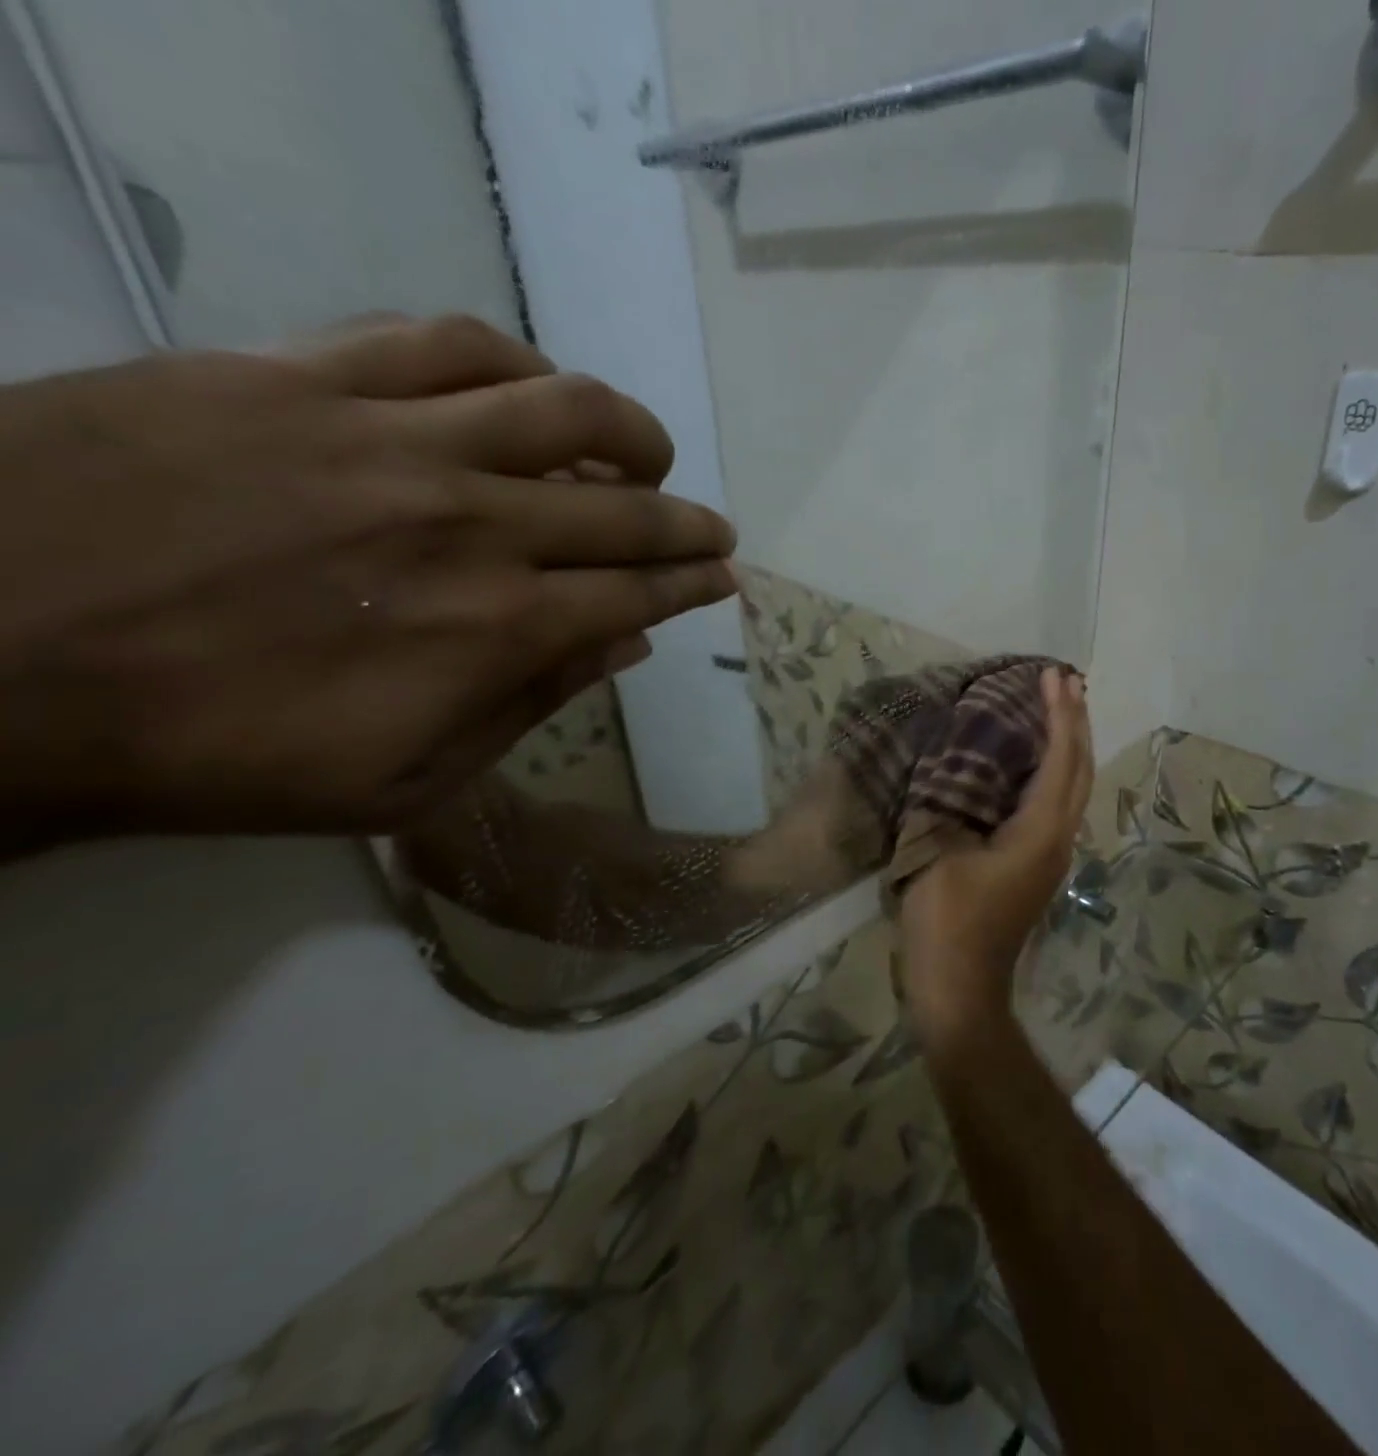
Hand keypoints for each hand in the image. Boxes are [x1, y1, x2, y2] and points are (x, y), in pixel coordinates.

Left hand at [0, 314, 736, 836]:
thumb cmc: (217, 752)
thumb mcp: (405, 779)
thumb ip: (530, 703)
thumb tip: (622, 646)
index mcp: (498, 627)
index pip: (639, 593)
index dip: (694, 584)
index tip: (723, 577)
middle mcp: (471, 523)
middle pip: (626, 509)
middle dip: (689, 523)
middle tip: (713, 530)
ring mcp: (387, 439)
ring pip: (560, 407)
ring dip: (630, 433)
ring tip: (646, 453)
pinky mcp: (297, 377)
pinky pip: (442, 343)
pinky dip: (514, 364)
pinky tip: (531, 389)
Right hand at [900, 668, 1092, 1043]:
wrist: (960, 990)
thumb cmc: (948, 922)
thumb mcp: (936, 854)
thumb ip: (945, 804)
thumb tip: (948, 768)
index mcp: (1040, 832)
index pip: (1061, 760)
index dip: (1060, 715)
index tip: (1055, 675)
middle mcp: (1057, 838)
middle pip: (1080, 770)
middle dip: (1075, 722)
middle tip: (1065, 682)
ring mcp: (1050, 855)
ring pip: (1071, 788)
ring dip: (1067, 745)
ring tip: (1055, 710)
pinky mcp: (1034, 866)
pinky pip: (1053, 804)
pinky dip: (1050, 771)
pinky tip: (1027, 762)